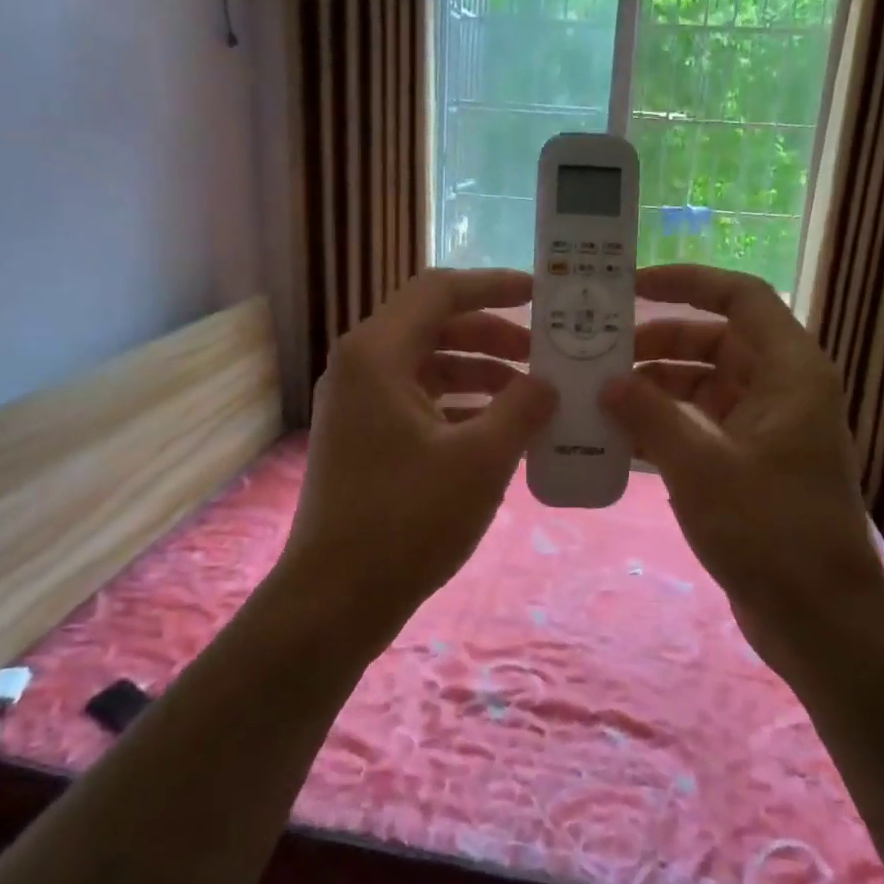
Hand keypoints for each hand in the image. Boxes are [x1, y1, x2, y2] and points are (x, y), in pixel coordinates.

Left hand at [276, 268, 557, 655]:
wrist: (336, 598)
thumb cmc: (407, 519)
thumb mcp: (481, 459)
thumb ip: (523, 408)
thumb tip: (548, 384)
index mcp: (378, 353)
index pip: (440, 291)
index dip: (494, 286)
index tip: (542, 295)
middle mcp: (361, 367)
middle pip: (435, 326)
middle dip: (495, 335)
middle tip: (546, 354)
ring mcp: (359, 405)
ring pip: (429, 367)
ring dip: (482, 374)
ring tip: (533, 396)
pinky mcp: (365, 438)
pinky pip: (420, 402)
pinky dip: (461, 407)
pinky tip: (501, 431)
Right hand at [600, 265, 883, 684]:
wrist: (818, 619)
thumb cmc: (769, 531)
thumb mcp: (700, 466)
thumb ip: (650, 415)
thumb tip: (608, 382)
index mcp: (788, 372)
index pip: (740, 298)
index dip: (688, 282)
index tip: (632, 288)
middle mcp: (780, 390)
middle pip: (715, 341)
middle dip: (658, 342)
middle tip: (599, 353)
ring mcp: (765, 430)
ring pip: (703, 385)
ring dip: (655, 387)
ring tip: (597, 396)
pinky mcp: (749, 466)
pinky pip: (700, 426)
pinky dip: (663, 425)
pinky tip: (617, 437)